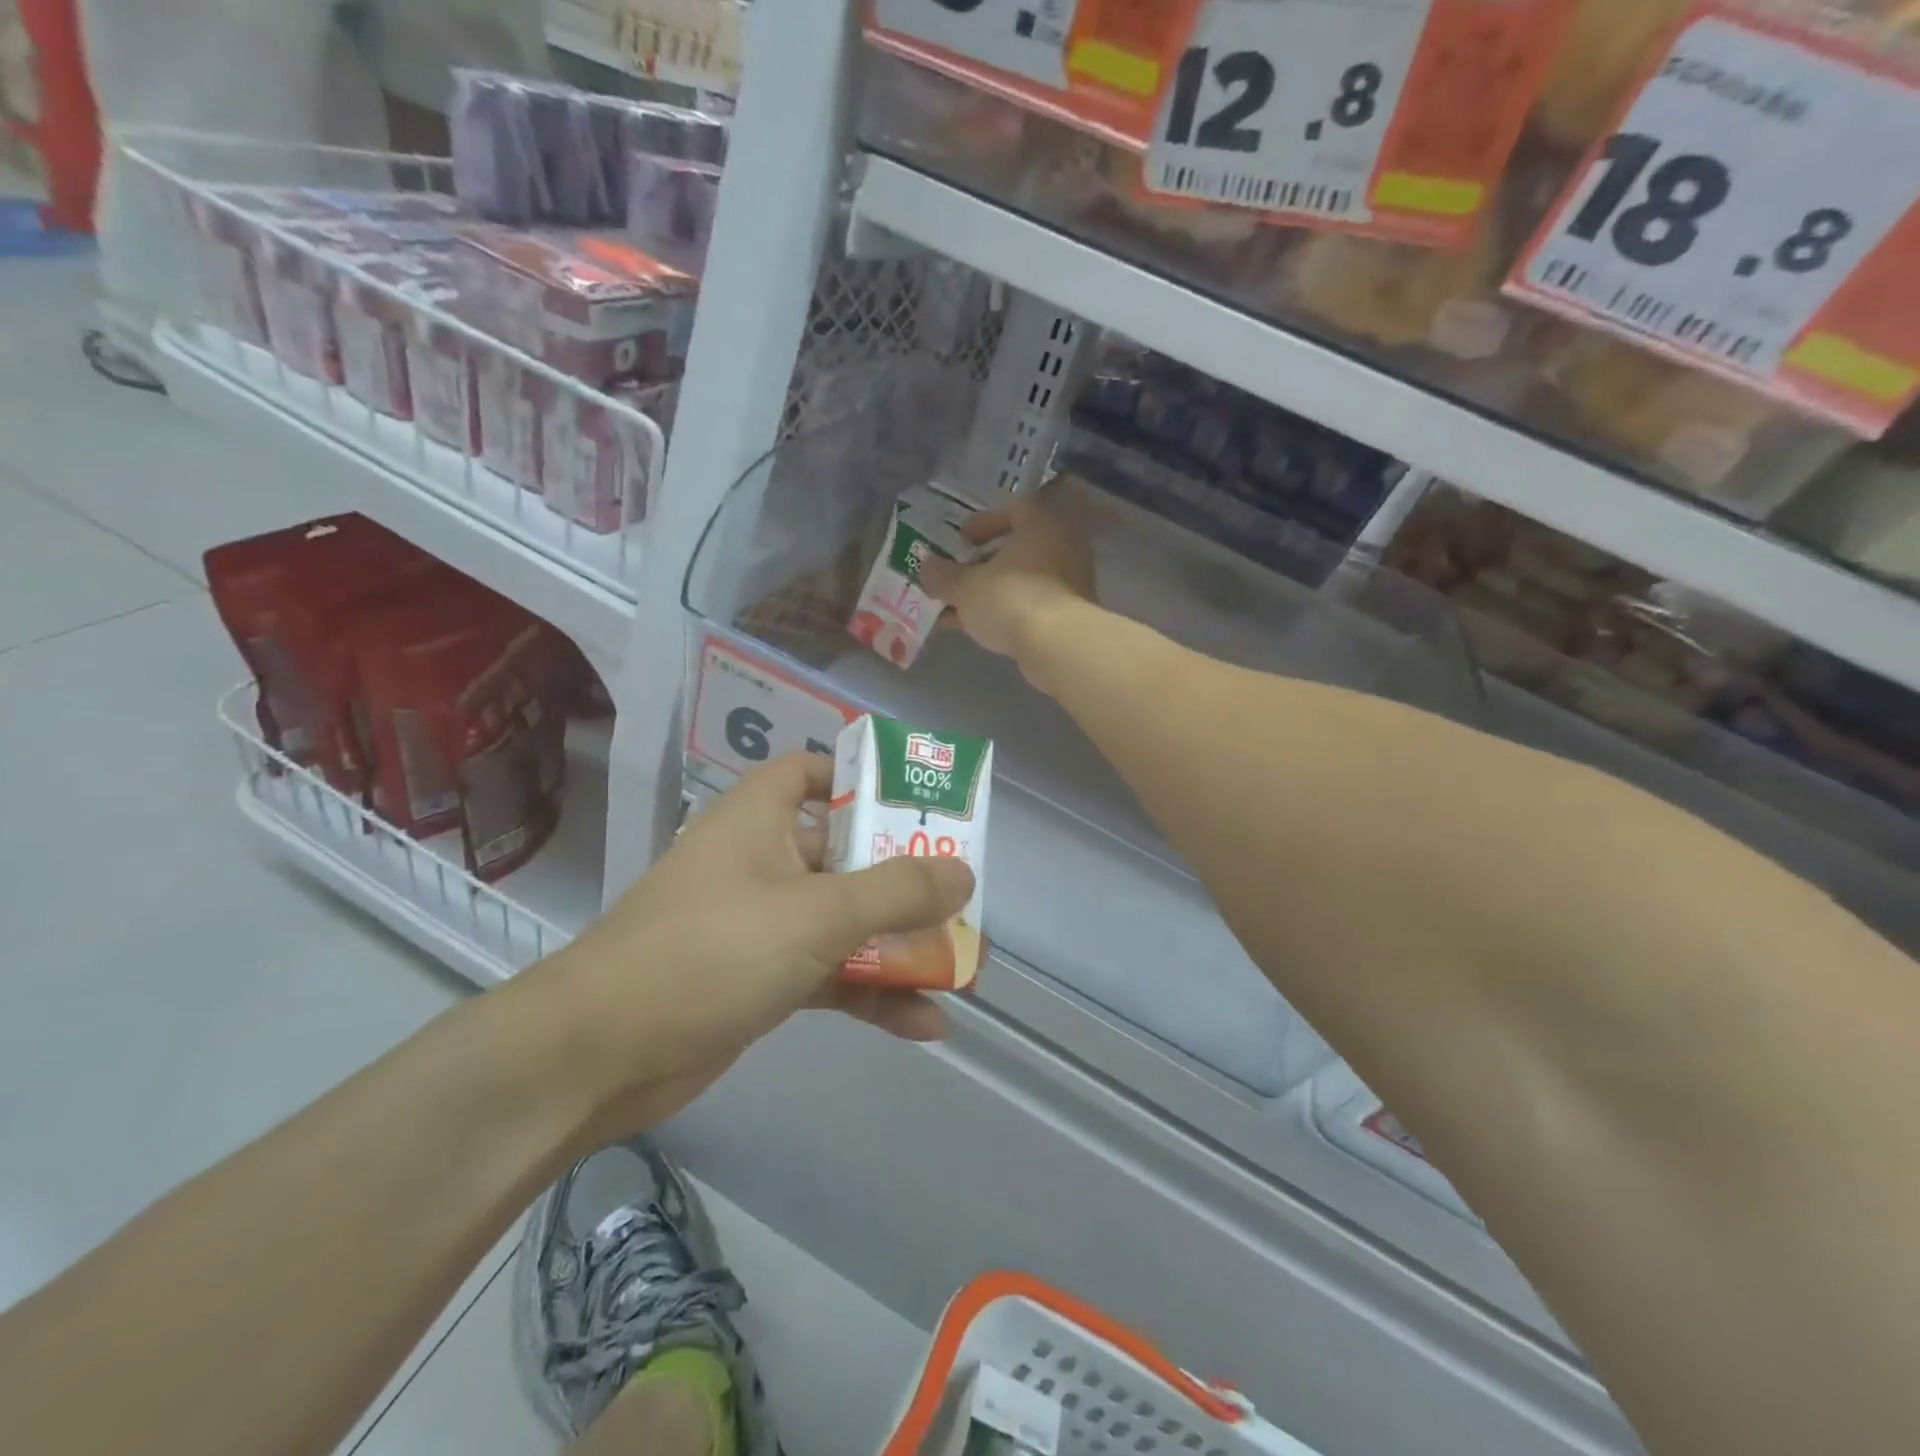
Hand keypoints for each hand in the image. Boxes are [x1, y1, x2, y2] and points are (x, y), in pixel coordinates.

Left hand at [509, 752, 974, 1139]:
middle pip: (844, 852)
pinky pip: (830, 972)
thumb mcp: (818, 913)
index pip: (809, 772)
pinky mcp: (761, 979)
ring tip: (962, 964)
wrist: (601, 1055)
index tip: (914, 803)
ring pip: (843, 920)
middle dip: (904, 877)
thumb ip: (896, 891)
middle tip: (961, 894)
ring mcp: (761, 924)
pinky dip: (872, 993)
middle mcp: (761, 861)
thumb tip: (964, 873)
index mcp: (760, 818)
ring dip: (897, 942)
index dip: (859, 778)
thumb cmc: (712, 950)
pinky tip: (925, 1024)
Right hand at [918, 483, 1095, 679]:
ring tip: (955, 608)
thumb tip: (926, 567)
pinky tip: (975, 627)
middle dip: (982, 565)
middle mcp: (1062, 547)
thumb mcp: (965, 586)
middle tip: (956, 577)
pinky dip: (1004, 611)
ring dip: (989, 591)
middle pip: (1017, 550)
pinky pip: (1030, 604)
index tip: (961, 541)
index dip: (983, 523)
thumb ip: (942, 575)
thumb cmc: (1010, 598)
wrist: (1057, 645)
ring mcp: (1070, 582)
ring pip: (1021, 581)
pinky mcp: (1069, 615)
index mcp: (1041, 525)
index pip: (1014, 510)